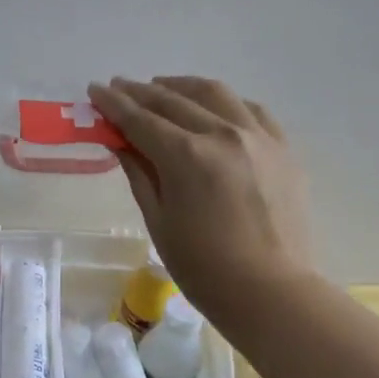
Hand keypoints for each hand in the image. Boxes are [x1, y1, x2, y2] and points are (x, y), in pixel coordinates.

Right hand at [88, 76, 315, 334]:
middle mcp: (223, 134)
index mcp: (187, 156)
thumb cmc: (203, 267)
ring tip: (162, 87)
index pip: (141, 119)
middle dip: (141, 92)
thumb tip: (121, 142)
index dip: (114, 104)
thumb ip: (139, 173)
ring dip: (182, 86)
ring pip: (215, 94)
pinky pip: (250, 110)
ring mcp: (258, 137)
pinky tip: (212, 108)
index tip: (96, 90)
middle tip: (119, 87)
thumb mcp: (158, 221)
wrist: (270, 291)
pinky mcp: (282, 148)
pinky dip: (224, 103)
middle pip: (174, 100)